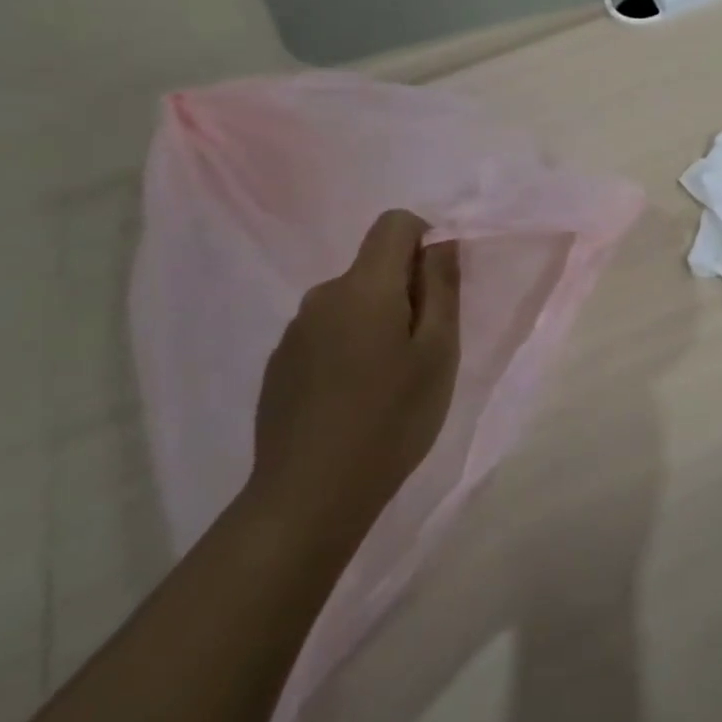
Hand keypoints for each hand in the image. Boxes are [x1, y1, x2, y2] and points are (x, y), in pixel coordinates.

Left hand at [248, 211, 461, 549]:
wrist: (308, 497)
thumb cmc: (391, 419)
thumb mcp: (438, 352)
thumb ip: (441, 288)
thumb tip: (441, 242)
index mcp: (364, 287)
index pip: (394, 224)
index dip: (425, 239)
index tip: (440, 287)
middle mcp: (322, 297)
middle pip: (374, 267)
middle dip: (406, 290)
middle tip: (424, 349)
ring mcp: (294, 333)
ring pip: (351, 303)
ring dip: (377, 322)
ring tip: (389, 380)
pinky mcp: (279, 366)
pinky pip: (326, 334)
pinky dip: (349, 348)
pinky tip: (354, 399)